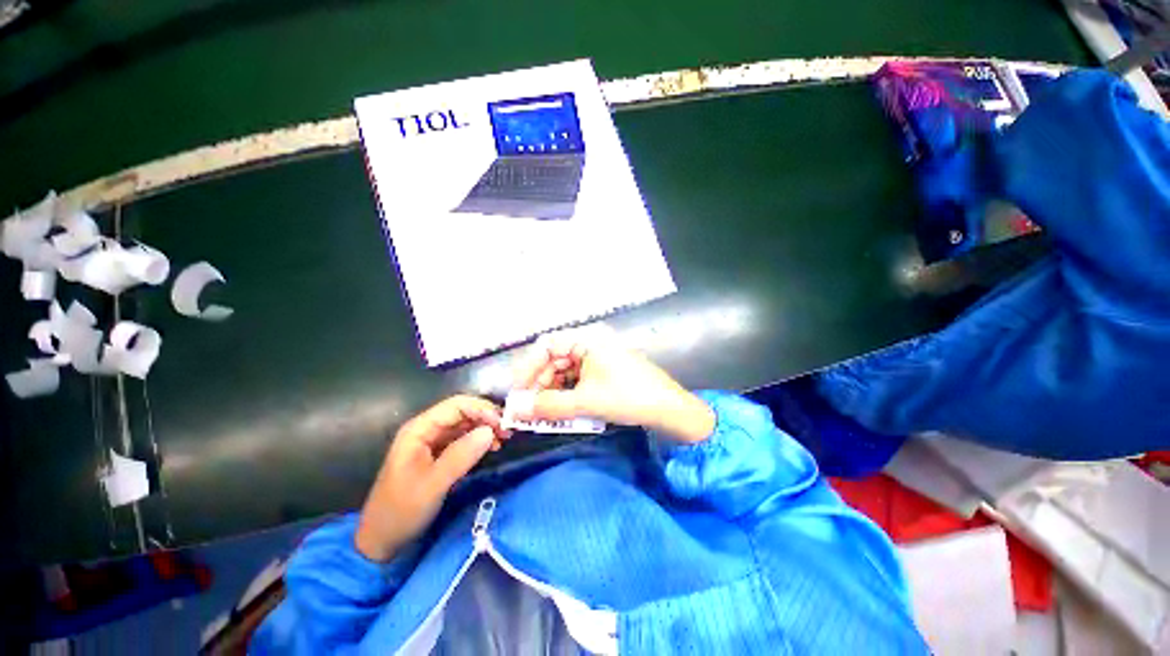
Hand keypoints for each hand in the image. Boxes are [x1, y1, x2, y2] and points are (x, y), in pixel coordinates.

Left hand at [354, 396, 509, 561]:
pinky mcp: (438, 455)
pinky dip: (479, 440)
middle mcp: (426, 430)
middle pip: (463, 412)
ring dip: (485, 428)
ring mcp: (432, 442)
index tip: (502, 424)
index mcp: (419, 429)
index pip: (457, 405)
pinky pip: (463, 439)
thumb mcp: (432, 484)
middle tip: (508, 432)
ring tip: (503, 440)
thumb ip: (461, 455)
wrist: (380, 542)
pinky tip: (492, 448)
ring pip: (465, 425)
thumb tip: (490, 431)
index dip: (482, 409)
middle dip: (486, 418)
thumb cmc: (401, 511)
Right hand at [512, 327, 714, 442]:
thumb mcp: (585, 402)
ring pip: (565, 370)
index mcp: (588, 338)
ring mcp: (599, 355)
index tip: (517, 392)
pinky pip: (577, 378)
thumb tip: (514, 411)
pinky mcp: (604, 370)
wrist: (670, 410)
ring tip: (544, 413)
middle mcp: (591, 341)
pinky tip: (562, 409)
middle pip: (554, 358)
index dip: (528, 368)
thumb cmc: (628, 398)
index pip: (547, 346)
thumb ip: (547, 406)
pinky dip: (567, 393)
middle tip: (529, 409)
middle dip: (539, 383)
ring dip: (552, 391)